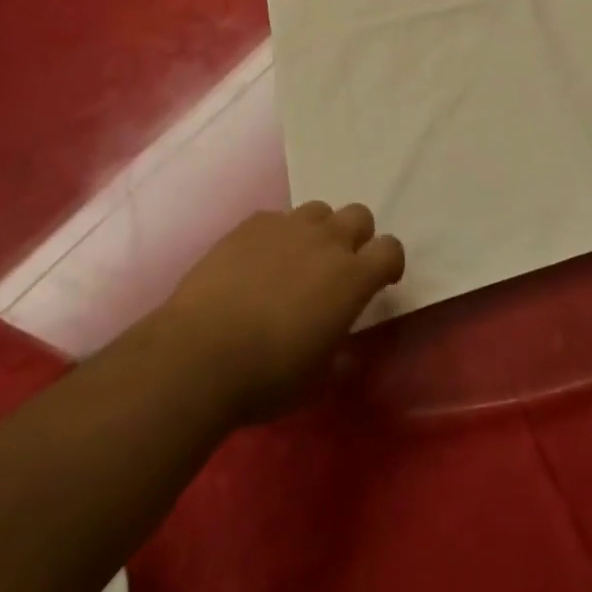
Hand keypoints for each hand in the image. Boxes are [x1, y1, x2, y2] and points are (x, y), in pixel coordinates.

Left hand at [161, 202, 404, 423]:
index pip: (390, 249)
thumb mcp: (315, 380)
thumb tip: (343, 349)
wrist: (200, 355)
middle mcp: (327, 241)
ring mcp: (288, 226)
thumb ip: (337, 353)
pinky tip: (256, 263)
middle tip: (338, 267)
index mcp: (352, 277)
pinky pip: (275, 219)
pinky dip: (276, 237)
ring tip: (296, 261)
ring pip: (318, 211)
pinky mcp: (251, 224)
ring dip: (317, 232)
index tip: (381, 281)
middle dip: (356, 237)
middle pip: (359, 215)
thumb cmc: (267, 377)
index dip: (389, 263)